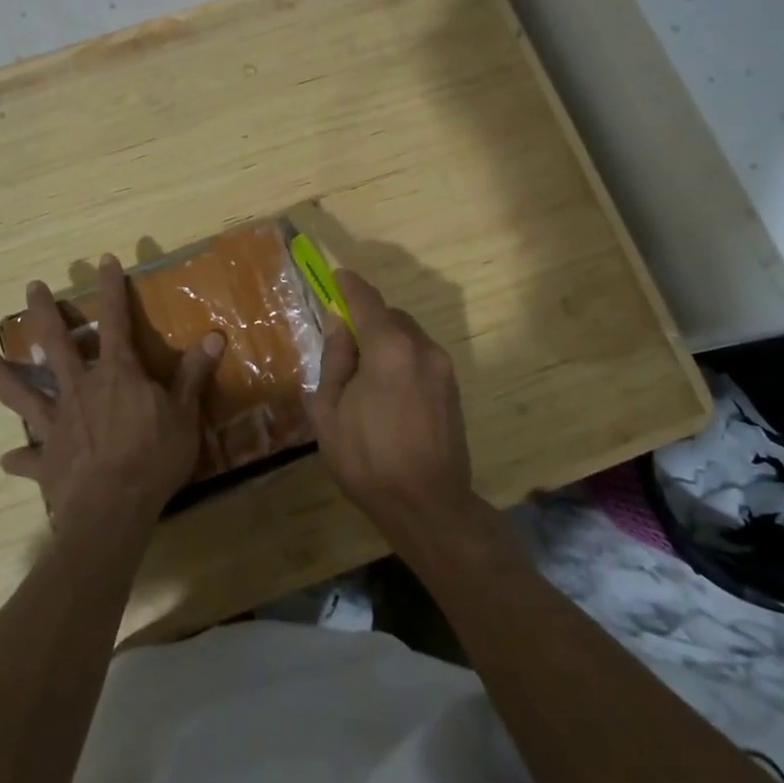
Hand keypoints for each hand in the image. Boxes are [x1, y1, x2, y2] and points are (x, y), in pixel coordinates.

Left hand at [0, 255, 223, 532]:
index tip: (103, 261)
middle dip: (44, 313)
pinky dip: (18, 457)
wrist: (112, 510)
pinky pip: (27, 457)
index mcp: (116, 374)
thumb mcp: (184, 415)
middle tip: (31, 288)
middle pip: (56, 343)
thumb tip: (214, 335)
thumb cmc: (153, 458)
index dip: (110, 290)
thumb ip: (193, 375)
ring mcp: (57, 423)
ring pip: (24, 393)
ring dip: (4, 375)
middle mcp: (80, 389)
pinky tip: (7, 458)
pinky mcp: (46, 459)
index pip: (115, 321)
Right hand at [311, 270, 475, 538]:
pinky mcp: (453, 389)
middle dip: (368, 320)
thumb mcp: (330, 410)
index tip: (336, 277)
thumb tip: (340, 325)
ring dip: (387, 341)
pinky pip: (422, 358)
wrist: (427, 505)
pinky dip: (402, 359)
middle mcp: (422, 348)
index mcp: (390, 348)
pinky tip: (387, 392)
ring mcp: (443, 368)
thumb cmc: (367, 459)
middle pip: (391, 317)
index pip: (367, 300)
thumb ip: (335, 359)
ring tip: (365, 375)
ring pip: (409, 337)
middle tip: (344, 343)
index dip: (349, 286)